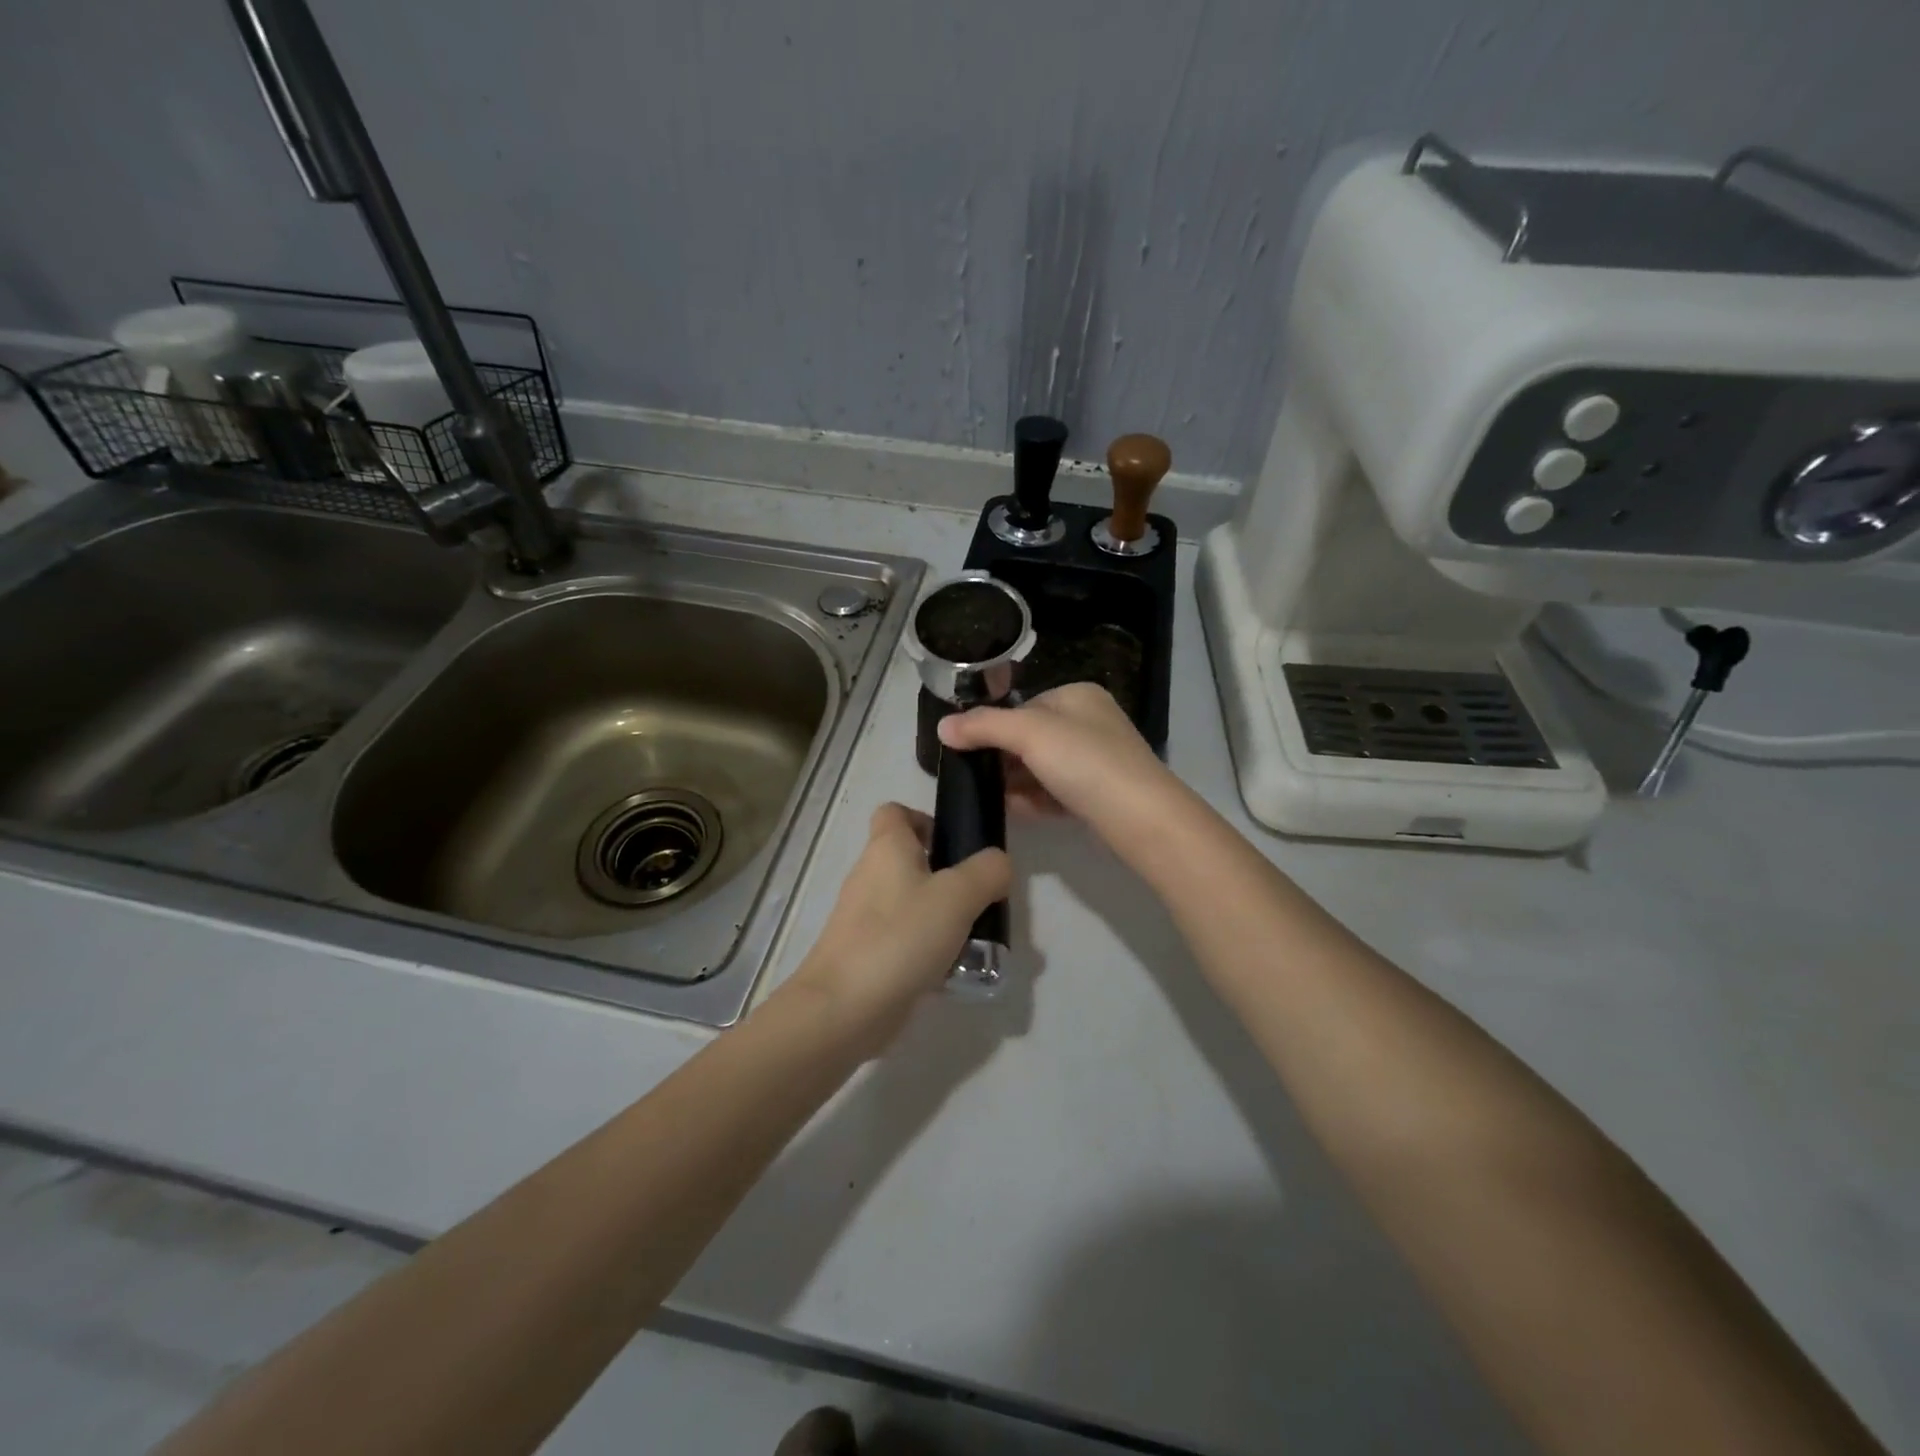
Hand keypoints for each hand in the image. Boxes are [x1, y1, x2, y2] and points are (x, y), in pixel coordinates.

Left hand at [785, 803, 1009, 1049]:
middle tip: (981, 900)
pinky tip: (953, 971)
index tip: (958, 846)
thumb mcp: (958, 896)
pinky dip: (928, 950)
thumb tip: (998, 864)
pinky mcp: (866, 953)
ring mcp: (865, 917)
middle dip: (949, 877)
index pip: (896, 812)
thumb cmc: (900, 937)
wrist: (843, 1008)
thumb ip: (987, 872)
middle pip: (911, 860)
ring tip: (976, 940)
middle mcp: (871, 875)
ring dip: (943, 917)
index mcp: (886, 848)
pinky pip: (904, 939)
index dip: (926, 819)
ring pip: (912, 903)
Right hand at [937, 682, 1179, 832]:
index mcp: (1077, 696)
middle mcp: (1090, 723)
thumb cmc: (1085, 761)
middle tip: (974, 778)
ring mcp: (1097, 761)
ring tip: (986, 797)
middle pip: (1031, 738)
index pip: (1024, 706)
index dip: (994, 727)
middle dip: (1003, 759)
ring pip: (1042, 768)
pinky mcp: (1098, 796)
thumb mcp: (1029, 733)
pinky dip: (1033, 800)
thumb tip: (942, 726)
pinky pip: (1055, 793)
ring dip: (1014, 782)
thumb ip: (983, 726)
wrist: (1140, 818)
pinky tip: (1012, 811)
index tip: (967, 751)